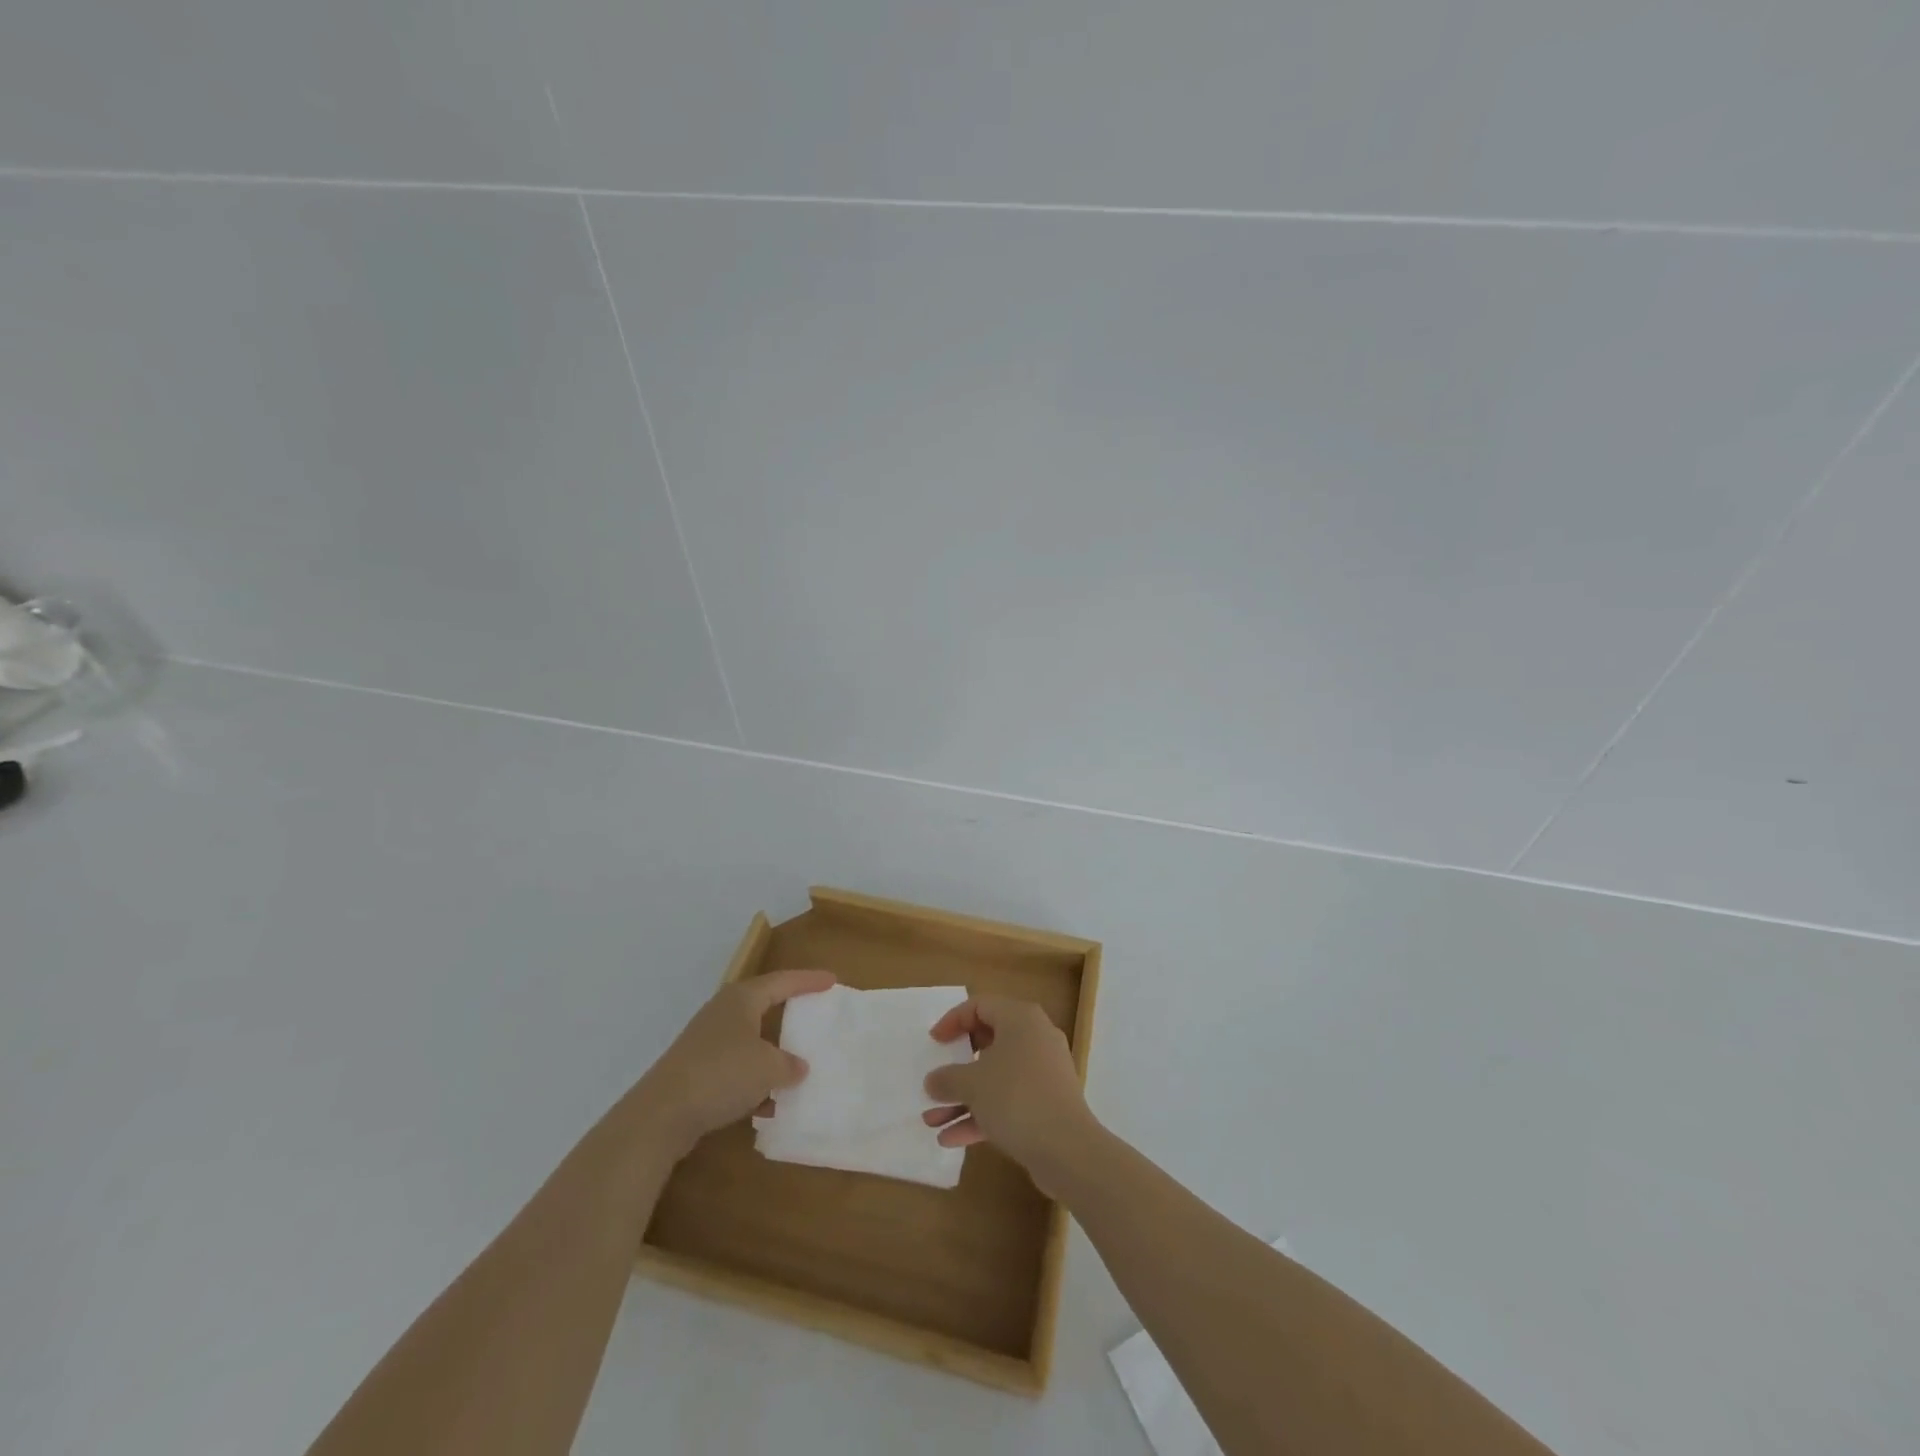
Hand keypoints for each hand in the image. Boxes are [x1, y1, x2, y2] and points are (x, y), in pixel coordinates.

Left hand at [635, 970, 834, 1157]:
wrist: (661, 1114)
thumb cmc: (722, 1074)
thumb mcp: (768, 1068)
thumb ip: (789, 1065)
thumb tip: (797, 1067)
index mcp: (742, 999)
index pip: (782, 981)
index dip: (808, 981)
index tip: (831, 980)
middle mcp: (723, 1013)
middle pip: (763, 1007)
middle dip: (788, 1014)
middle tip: (813, 1013)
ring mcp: (706, 1043)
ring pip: (749, 1042)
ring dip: (771, 1055)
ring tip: (795, 1068)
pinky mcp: (696, 1071)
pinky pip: (735, 1070)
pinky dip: (753, 1083)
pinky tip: (766, 1107)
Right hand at [922, 996, 1095, 1188]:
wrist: (1067, 1149)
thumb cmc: (1016, 1098)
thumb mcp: (972, 1084)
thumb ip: (947, 1079)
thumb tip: (933, 1081)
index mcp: (1020, 1019)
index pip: (980, 1005)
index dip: (952, 1021)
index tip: (934, 1043)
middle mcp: (1035, 1038)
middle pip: (988, 1042)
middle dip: (956, 1067)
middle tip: (937, 1078)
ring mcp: (1043, 1073)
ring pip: (996, 1077)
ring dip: (963, 1098)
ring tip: (932, 1121)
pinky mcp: (1046, 1104)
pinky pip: (1008, 1101)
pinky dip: (982, 1115)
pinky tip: (952, 1139)